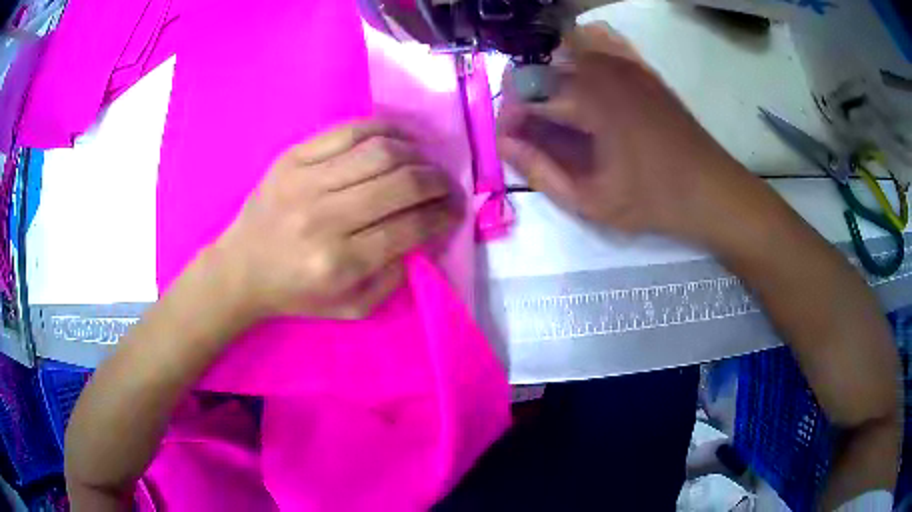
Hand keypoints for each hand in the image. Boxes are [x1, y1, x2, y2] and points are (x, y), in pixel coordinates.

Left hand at [210, 119, 462, 320]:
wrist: (240, 269)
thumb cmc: (296, 294)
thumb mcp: (352, 307)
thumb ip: (395, 277)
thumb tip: (426, 235)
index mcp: (340, 262)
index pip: (410, 227)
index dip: (444, 215)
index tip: (456, 210)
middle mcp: (325, 218)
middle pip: (401, 183)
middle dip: (438, 182)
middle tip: (449, 186)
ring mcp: (306, 181)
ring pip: (380, 151)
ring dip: (417, 154)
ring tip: (427, 163)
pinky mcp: (293, 157)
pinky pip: (349, 130)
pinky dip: (385, 128)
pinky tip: (401, 138)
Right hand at [497, 23, 743, 241]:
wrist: (712, 190)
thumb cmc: (654, 201)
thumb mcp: (592, 202)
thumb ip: (540, 171)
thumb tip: (503, 144)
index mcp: (590, 99)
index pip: (525, 92)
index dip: (510, 118)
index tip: (511, 145)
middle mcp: (603, 69)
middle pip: (540, 67)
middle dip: (526, 100)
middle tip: (533, 136)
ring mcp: (625, 63)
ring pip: (564, 53)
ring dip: (549, 81)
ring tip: (558, 118)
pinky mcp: (640, 68)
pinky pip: (596, 48)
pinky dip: (578, 63)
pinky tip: (585, 94)